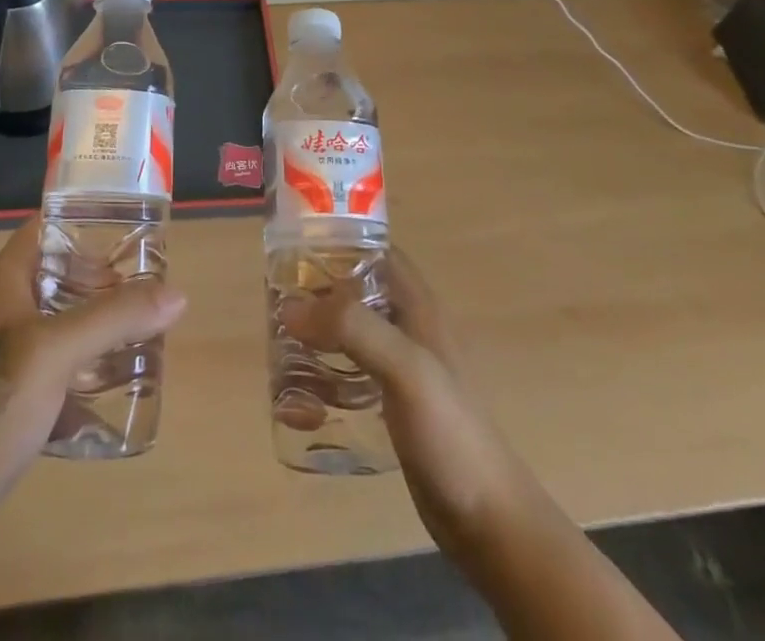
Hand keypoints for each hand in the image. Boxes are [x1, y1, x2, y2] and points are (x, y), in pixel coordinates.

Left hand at [0, 215, 186, 512]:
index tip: (132, 232)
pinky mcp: (9, 388)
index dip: (86, 221)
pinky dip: (83, 357)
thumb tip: (178, 295)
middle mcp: (2, 305)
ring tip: (139, 329)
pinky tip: (111, 377)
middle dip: (102, 278)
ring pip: (59, 316)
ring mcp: (3, 349)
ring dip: (96, 320)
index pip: (48, 227)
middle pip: (59, 271)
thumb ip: (115, 318)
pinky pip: (55, 356)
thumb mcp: (58, 351)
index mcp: (5, 280)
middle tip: (145, 288)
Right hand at [280, 250, 535, 569]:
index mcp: (417, 306)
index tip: (293, 251)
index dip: (338, 243)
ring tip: (280, 360)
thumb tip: (291, 307)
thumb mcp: (405, 368)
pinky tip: (300, 408)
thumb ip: (353, 329)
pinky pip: (348, 379)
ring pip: (348, 336)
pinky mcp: (392, 406)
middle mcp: (408, 328)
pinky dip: (323, 384)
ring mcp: (400, 368)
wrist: (488, 521)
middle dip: (315, 296)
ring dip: (315, 343)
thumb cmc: (451, 432)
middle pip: (354, 293)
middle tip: (276, 309)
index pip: (375, 251)